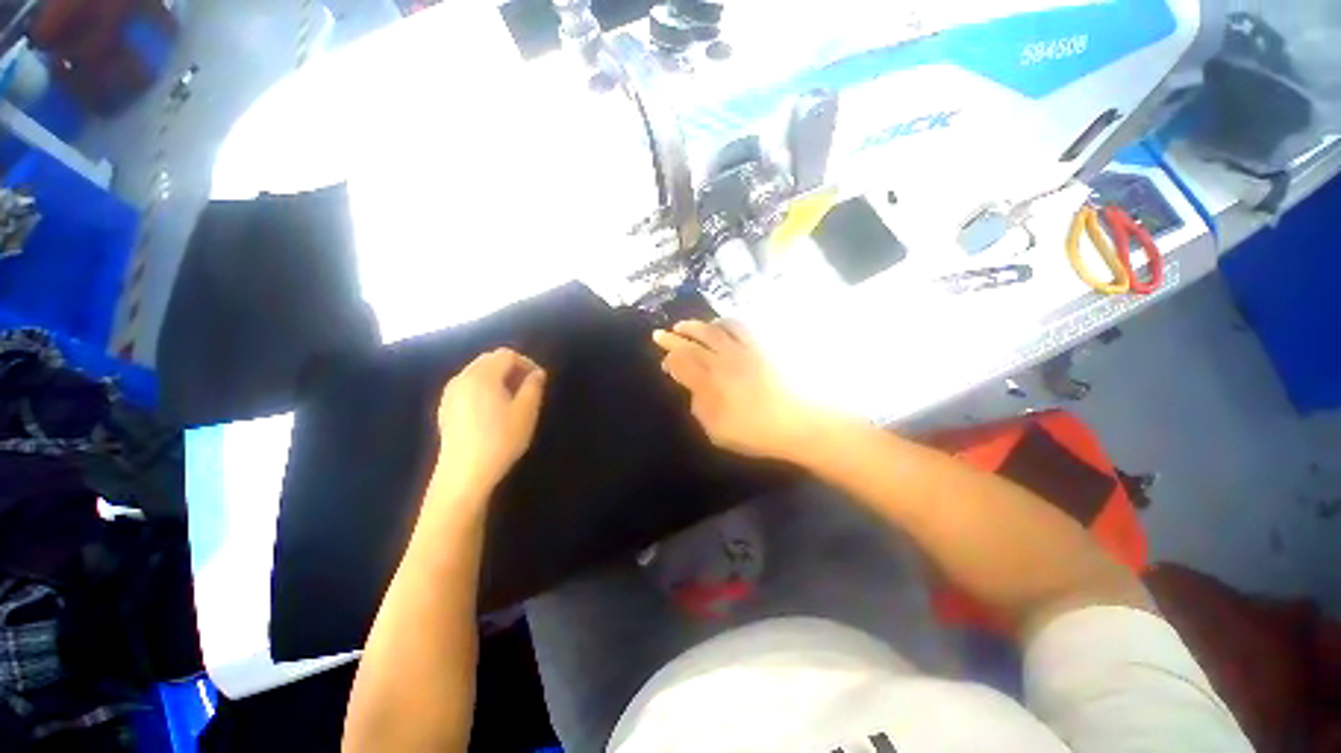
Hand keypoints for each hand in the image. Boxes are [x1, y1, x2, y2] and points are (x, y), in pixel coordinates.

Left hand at [432, 348, 546, 502]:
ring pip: (477, 372)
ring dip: (498, 377)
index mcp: (482, 375)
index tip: (540, 380)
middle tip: (528, 387)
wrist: (465, 474)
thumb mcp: (526, 412)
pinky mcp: (445, 408)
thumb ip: (534, 387)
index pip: (507, 354)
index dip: (527, 363)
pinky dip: (484, 387)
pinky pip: (468, 386)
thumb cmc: (501, 440)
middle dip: (512, 368)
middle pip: (490, 359)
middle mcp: (462, 378)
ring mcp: (450, 393)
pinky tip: (493, 410)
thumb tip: (537, 373)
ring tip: (512, 398)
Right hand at [653, 320, 820, 460]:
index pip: (682, 362)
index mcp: (711, 380)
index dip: (669, 359)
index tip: (664, 360)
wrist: (802, 422)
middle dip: (675, 337)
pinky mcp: (763, 346)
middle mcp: (724, 358)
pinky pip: (741, 326)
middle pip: (694, 341)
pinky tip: (723, 325)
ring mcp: (745, 349)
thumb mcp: (718, 431)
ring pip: (715, 328)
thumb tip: (692, 389)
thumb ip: (700, 407)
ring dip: (698, 325)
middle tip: (662, 333)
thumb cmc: (757, 432)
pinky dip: (725, 322)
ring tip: (688, 326)